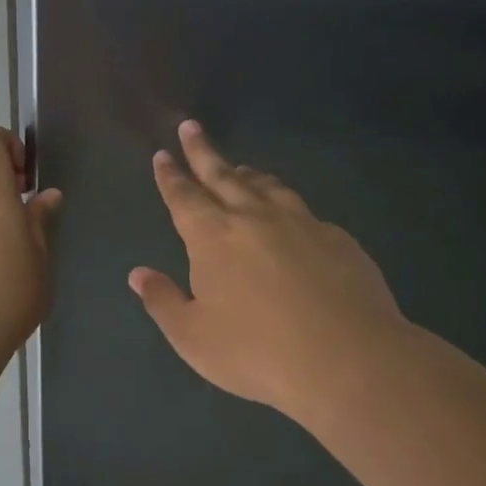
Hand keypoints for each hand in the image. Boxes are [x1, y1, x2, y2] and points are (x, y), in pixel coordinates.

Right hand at [129, 120, 411, 425]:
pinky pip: (302, 210)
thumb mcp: (194, 337)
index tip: (163, 153)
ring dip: (247, 174)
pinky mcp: (336, 238)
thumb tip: (138, 274)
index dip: (171, 176)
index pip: (184, 197)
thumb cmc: (257, 352)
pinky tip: (290, 216)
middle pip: (223, 175)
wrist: (347, 358)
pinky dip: (285, 203)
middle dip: (203, 152)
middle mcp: (254, 218)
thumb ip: (163, 301)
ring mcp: (300, 223)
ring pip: (266, 186)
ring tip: (239, 167)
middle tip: (192, 127)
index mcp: (213, 237)